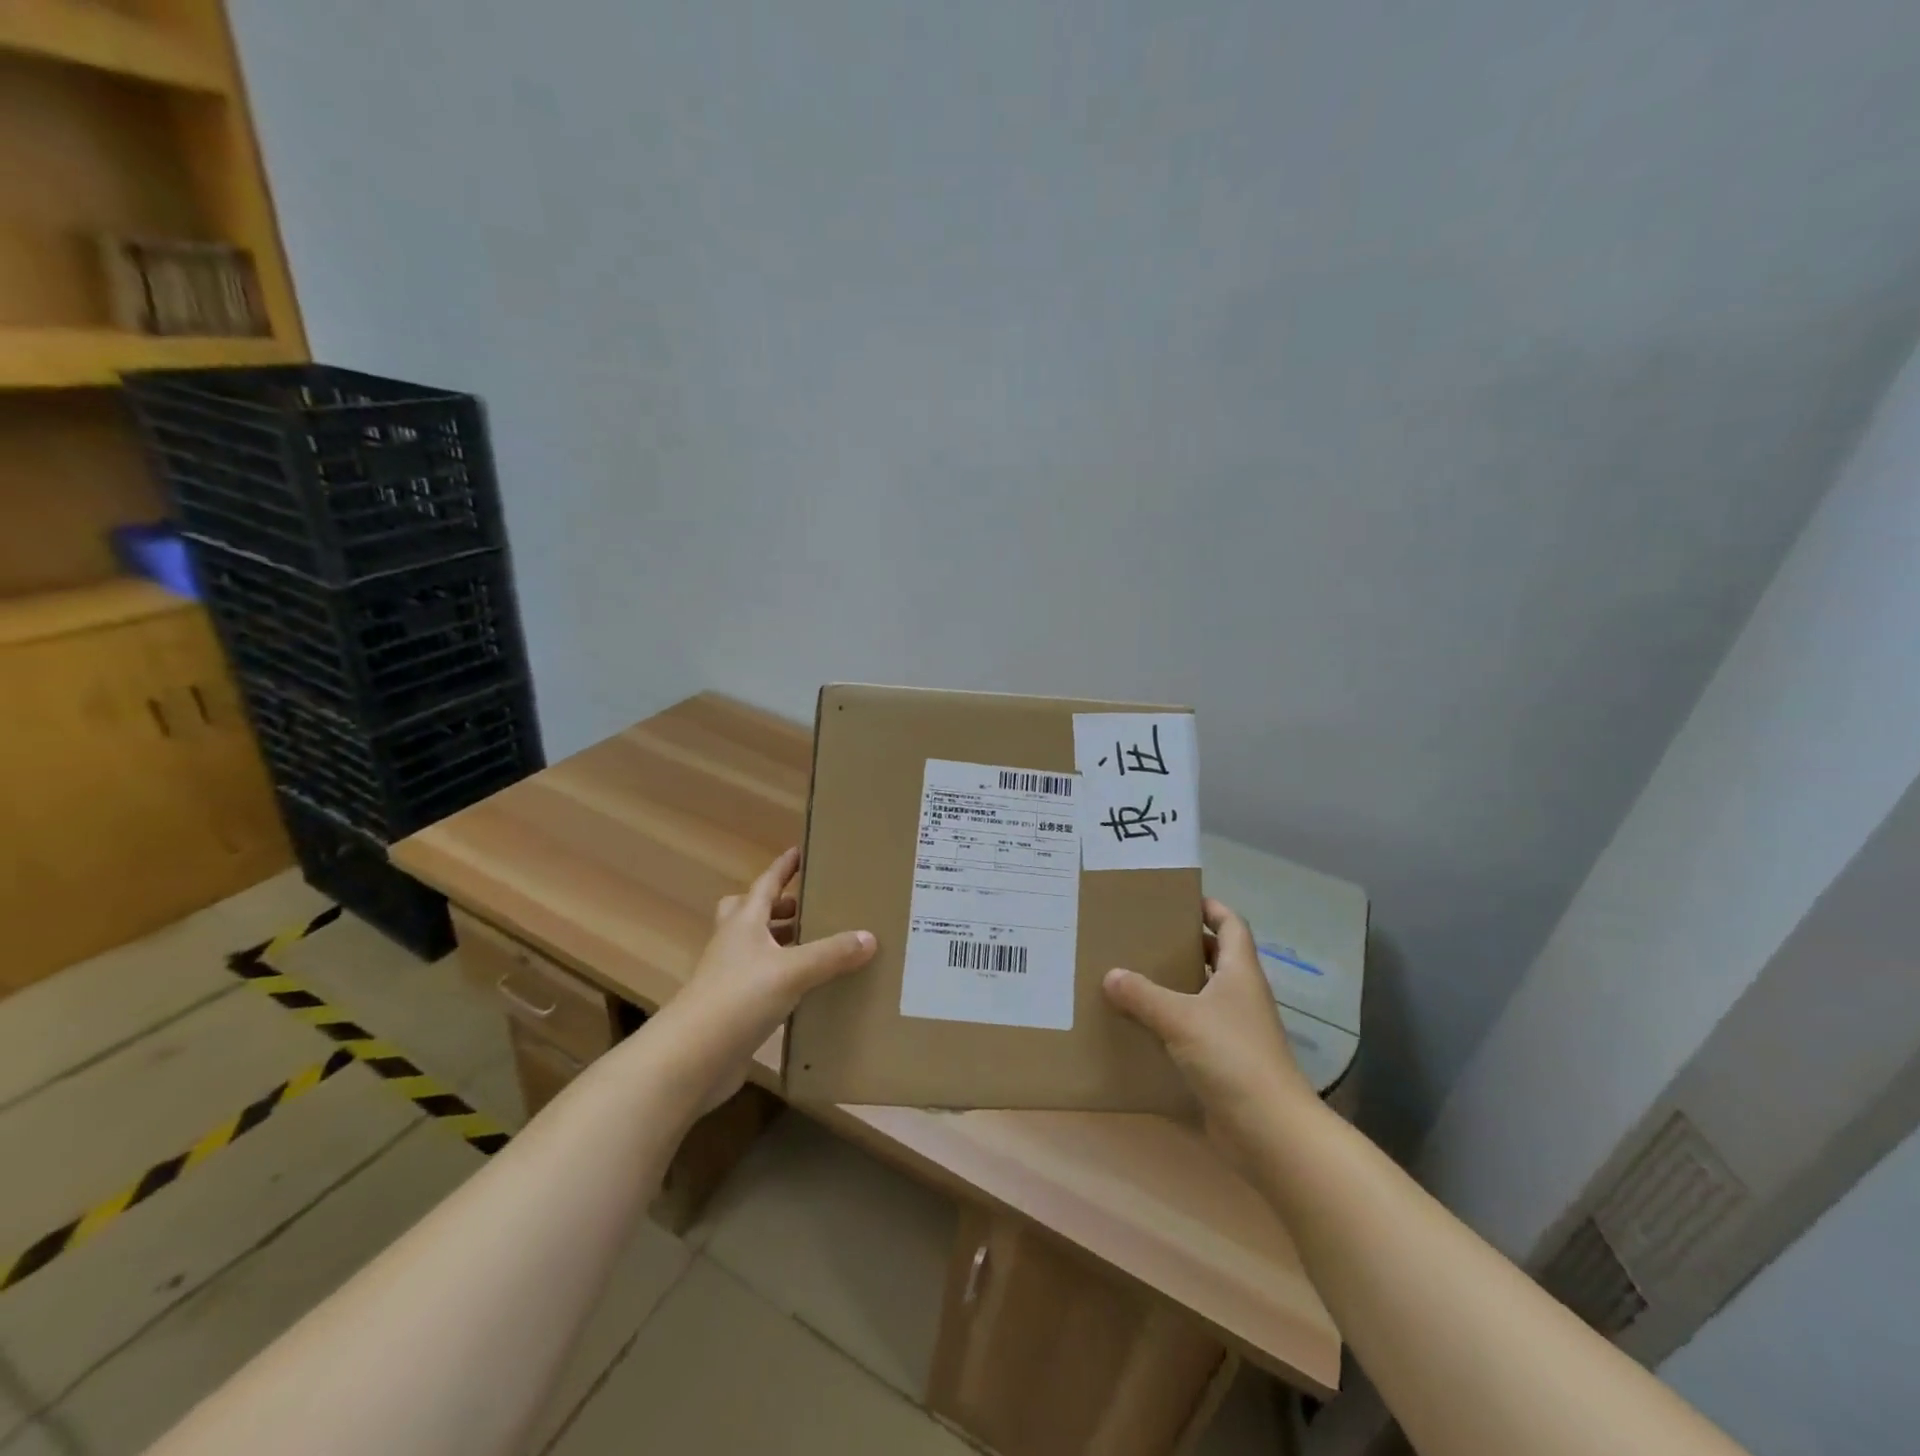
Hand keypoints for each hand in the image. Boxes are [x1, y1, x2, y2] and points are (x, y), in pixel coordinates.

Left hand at [668, 847, 875, 1105]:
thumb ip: (831, 954)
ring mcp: (729, 978)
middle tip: (807, 908)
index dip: (783, 867)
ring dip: (780, 943)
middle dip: (778, 908)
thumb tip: (869, 937)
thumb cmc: (738, 999)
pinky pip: (762, 982)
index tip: (799, 851)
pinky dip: (782, 978)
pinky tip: (807, 990)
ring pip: (755, 948)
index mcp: (743, 923)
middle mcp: (733, 944)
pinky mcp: (733, 1009)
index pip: (766, 884)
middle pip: (751, 913)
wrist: (690, 1060)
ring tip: (817, 946)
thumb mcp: (792, 971)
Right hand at [1103, 898, 1319, 1163]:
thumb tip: (1110, 974)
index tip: (1180, 898)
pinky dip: (1172, 1023)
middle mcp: (1241, 997)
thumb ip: (1143, 994)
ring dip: (1175, 985)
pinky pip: (1195, 1030)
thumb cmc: (1232, 1057)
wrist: (1269, 1131)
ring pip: (1203, 996)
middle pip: (1216, 958)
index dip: (1211, 908)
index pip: (1232, 926)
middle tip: (1144, 935)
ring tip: (1133, 974)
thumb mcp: (1180, 1018)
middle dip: (1185, 945)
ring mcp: (1236, 1031)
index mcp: (1240, 973)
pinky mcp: (1225, 1062)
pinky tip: (1141, 1025)